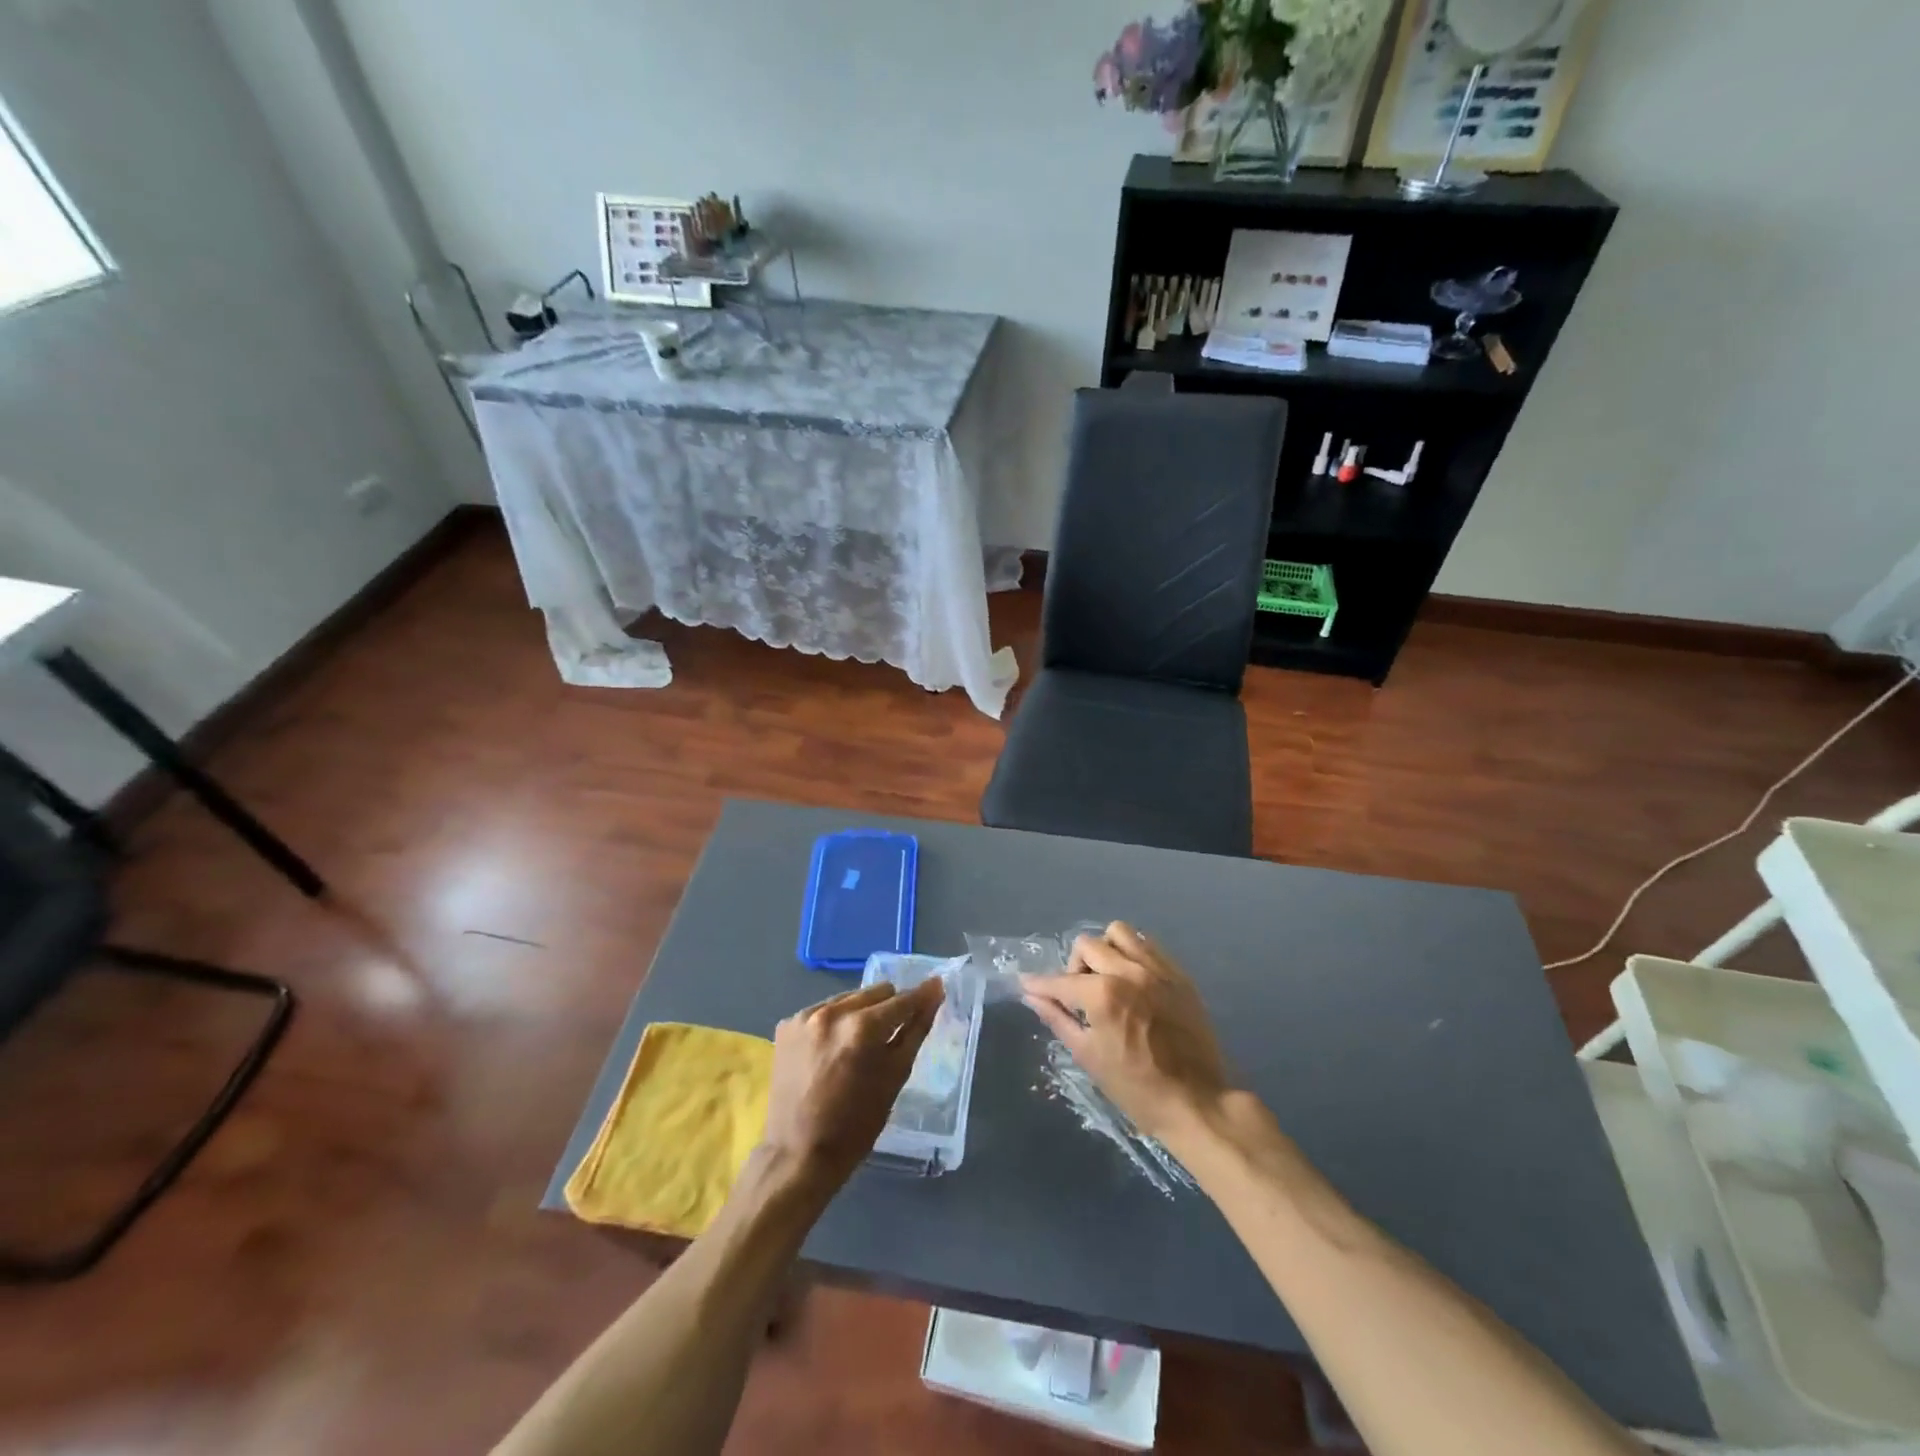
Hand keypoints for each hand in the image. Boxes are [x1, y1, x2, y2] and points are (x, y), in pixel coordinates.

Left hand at [758, 978, 944, 1196]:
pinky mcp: (786, 1025)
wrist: (797, 1155)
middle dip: (888, 1008)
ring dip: (860, 1014)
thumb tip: (934, 993)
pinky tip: (831, 1051)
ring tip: (858, 1046)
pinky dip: (833, 1024)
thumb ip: (915, 1030)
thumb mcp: (895, 1078)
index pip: (902, 1000)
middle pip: (876, 992)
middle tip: (890, 1036)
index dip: (922, 995)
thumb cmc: (856, 1125)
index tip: (936, 987)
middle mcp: (832, 1012)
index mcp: (862, 1028)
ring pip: (848, 998)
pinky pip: (822, 1010)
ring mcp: (805, 1016)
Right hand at [1021, 922, 1230, 1140]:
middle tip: (1079, 995)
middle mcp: (1128, 971)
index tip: (1027, 984)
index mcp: (1103, 995)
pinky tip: (1134, 980)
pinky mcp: (1179, 974)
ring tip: (1108, 979)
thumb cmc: (1136, 1088)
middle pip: (1088, 945)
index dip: (1040, 984)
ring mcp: (1157, 969)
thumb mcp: (1088, 1056)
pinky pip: (1149, 945)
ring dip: (1106, 950)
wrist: (1196, 1103)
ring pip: (1119, 933)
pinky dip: (1134, 954)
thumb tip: (1032, 996)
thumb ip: (1058, 1018)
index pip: (1061, 981)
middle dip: (1075, 967)